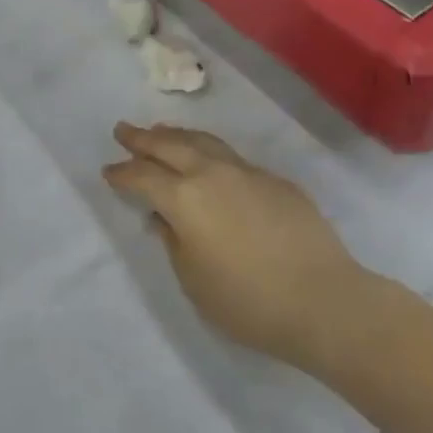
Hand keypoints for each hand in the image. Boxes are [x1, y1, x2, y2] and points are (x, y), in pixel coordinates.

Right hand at [103, 123, 363, 366]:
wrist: (324, 301)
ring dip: (177, 136)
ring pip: (204, 142)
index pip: (143, 176)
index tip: (108, 171)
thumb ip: (173, 241)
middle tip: (123, 130)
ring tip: (161, 131)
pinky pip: (232, 158)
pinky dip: (210, 153)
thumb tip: (165, 217)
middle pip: (169, 145)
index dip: (122, 173)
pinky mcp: (275, 181)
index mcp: (184, 198)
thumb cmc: (248, 301)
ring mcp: (247, 172)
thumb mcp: (193, 280)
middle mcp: (212, 174)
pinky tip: (210, 163)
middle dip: (142, 138)